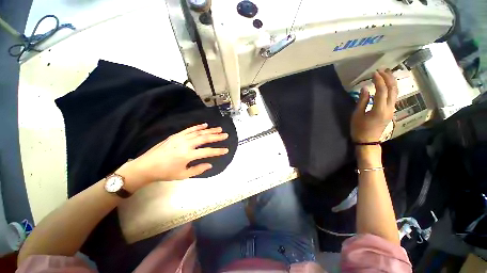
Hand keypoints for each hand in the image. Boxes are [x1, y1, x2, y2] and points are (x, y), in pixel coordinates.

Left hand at [118, 123, 228, 190]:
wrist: (146, 166)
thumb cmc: (165, 173)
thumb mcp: (182, 175)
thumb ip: (198, 169)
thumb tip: (210, 164)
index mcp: (187, 155)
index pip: (207, 152)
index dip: (218, 151)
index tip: (226, 150)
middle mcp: (185, 144)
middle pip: (204, 138)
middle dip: (216, 136)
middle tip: (225, 135)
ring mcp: (180, 138)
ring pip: (198, 132)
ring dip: (210, 130)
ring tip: (219, 129)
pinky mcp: (175, 135)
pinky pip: (189, 129)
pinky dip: (198, 126)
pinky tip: (205, 125)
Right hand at [351, 69, 397, 142]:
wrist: (368, 140)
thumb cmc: (359, 129)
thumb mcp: (357, 115)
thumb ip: (362, 101)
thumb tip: (365, 88)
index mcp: (379, 109)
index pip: (382, 91)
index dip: (378, 81)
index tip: (373, 73)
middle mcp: (389, 108)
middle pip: (392, 89)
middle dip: (388, 78)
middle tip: (381, 70)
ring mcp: (391, 109)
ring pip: (395, 92)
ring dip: (391, 81)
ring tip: (386, 73)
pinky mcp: (390, 111)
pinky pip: (393, 96)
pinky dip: (391, 88)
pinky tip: (387, 84)